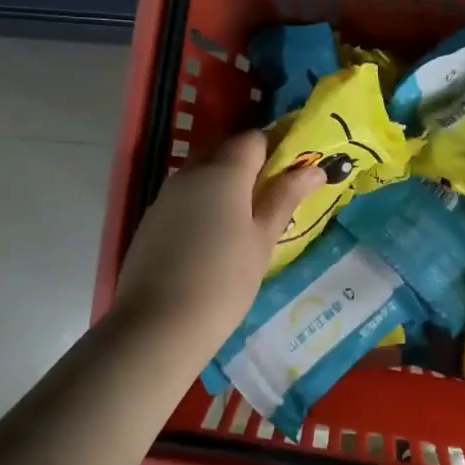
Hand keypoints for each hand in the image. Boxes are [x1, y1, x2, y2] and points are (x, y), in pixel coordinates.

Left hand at [114, 129, 324, 349]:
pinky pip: (184, 198)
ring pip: (201, 174)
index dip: (276, 147)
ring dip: (225, 184)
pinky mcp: (151, 221)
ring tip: (247, 218)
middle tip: (275, 193)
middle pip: (224, 151)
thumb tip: (313, 169)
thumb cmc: (224, 281)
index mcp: (223, 172)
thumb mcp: (263, 240)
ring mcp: (166, 197)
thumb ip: (285, 198)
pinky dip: (203, 204)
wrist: (158, 325)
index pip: (253, 139)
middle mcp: (190, 174)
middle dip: (250, 163)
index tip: (295, 168)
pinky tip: (214, 236)